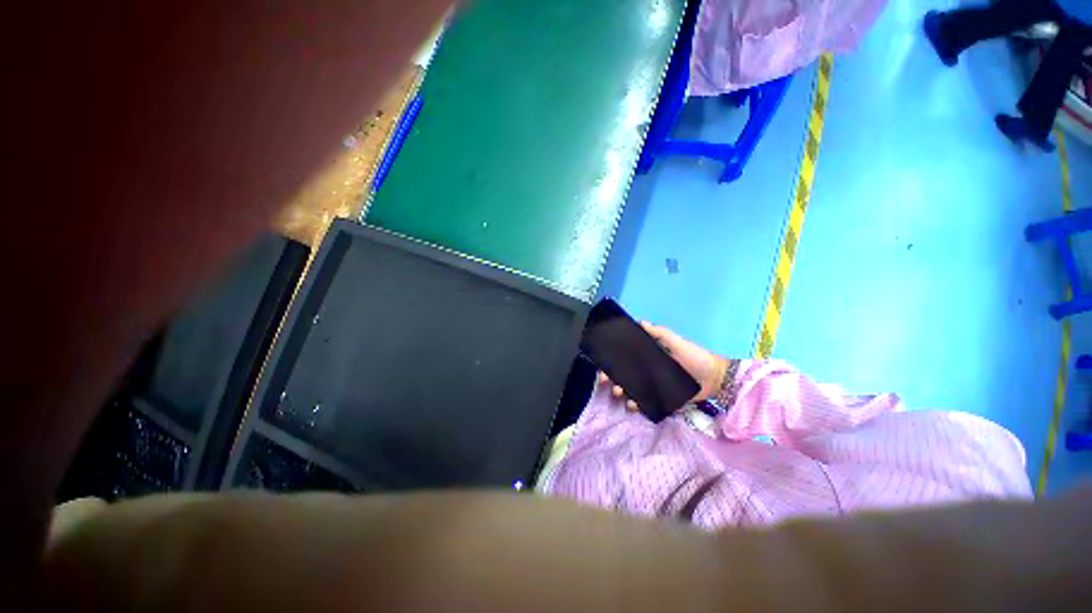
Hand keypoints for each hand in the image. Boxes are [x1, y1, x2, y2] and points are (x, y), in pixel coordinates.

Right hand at [598, 323, 729, 412]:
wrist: (715, 379)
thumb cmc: (694, 356)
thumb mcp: (676, 341)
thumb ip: (659, 333)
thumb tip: (639, 322)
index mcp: (648, 355)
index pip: (625, 357)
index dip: (612, 361)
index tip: (603, 365)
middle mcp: (647, 370)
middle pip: (624, 374)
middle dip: (613, 378)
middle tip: (608, 383)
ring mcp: (652, 385)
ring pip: (631, 388)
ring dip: (622, 391)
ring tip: (621, 394)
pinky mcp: (660, 398)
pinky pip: (644, 402)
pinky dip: (636, 404)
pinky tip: (633, 405)